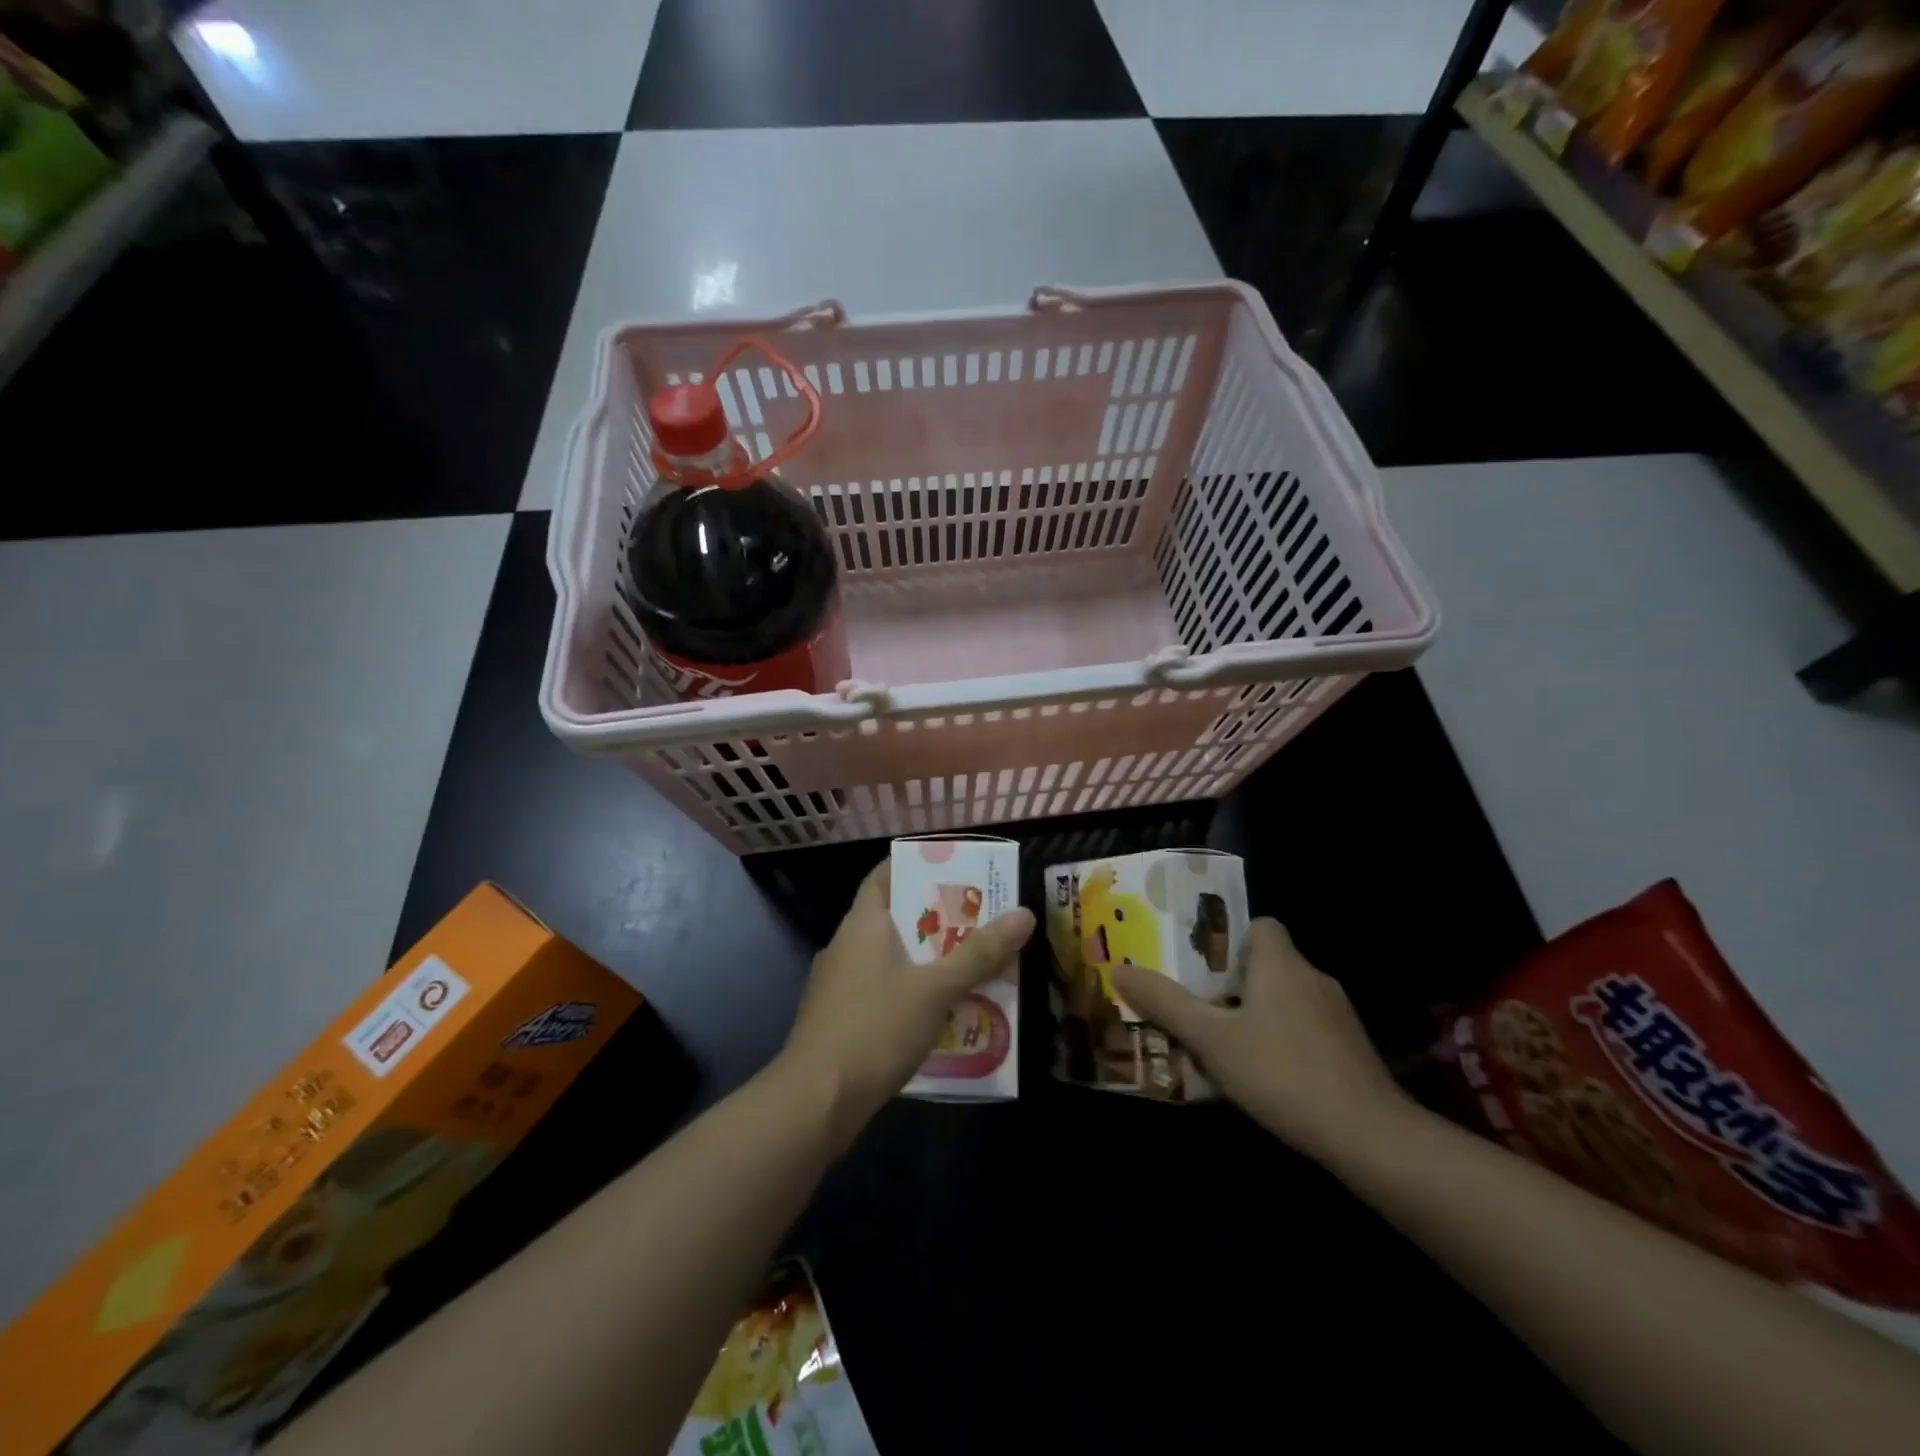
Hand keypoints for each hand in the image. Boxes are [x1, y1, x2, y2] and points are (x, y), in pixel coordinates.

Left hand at [778, 859, 1034, 1141]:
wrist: (815, 1101)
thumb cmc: (875, 1028)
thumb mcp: (936, 989)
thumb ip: (980, 953)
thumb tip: (1025, 913)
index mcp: (862, 924)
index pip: (884, 875)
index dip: (916, 866)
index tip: (953, 870)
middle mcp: (845, 945)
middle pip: (894, 917)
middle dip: (936, 919)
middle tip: (979, 920)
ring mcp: (837, 985)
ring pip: (889, 958)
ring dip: (925, 960)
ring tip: (969, 966)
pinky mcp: (838, 1020)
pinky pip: (880, 991)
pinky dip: (909, 992)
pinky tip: (938, 1013)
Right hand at [1112, 918, 1411, 1165]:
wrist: (1369, 1137)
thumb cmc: (1282, 1071)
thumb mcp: (1211, 1038)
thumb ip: (1165, 1002)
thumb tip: (1118, 969)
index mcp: (1280, 963)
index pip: (1260, 924)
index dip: (1228, 937)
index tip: (1199, 962)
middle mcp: (1312, 978)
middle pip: (1267, 963)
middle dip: (1231, 980)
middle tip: (1195, 1001)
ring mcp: (1337, 1016)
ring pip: (1286, 999)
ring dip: (1256, 1012)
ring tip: (1220, 1039)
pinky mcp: (1350, 1051)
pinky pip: (1305, 1029)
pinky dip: (1281, 1040)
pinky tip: (1262, 1073)